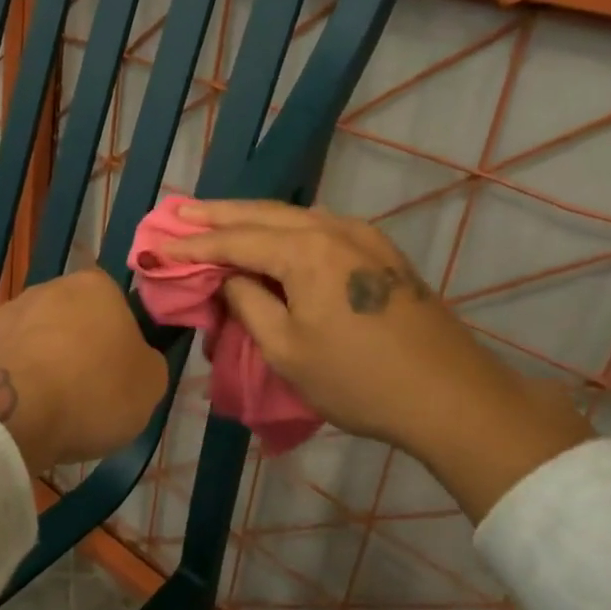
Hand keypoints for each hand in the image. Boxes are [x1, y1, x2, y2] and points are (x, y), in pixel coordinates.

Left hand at [0, 269, 168, 478]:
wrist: (15, 413)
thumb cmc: (93, 391)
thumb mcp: (150, 384)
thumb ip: (147, 362)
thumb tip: (137, 359)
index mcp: (95, 286)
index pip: (115, 305)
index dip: (119, 340)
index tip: (119, 373)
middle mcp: (49, 287)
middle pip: (74, 318)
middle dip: (80, 347)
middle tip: (89, 390)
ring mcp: (9, 312)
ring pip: (39, 337)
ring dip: (46, 362)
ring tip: (53, 406)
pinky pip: (10, 360)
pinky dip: (19, 379)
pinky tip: (25, 409)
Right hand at [159, 200, 592, 519]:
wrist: (451, 399)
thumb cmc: (359, 380)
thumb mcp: (287, 350)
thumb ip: (249, 304)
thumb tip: (231, 279)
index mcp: (306, 252)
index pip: (235, 241)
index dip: (194, 246)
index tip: (159, 247)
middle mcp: (334, 230)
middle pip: (263, 215)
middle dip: (218, 214)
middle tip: (179, 210)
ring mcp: (363, 238)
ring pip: (294, 217)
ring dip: (252, 218)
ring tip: (216, 219)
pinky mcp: (381, 254)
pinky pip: (320, 229)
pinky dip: (285, 229)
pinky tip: (273, 234)